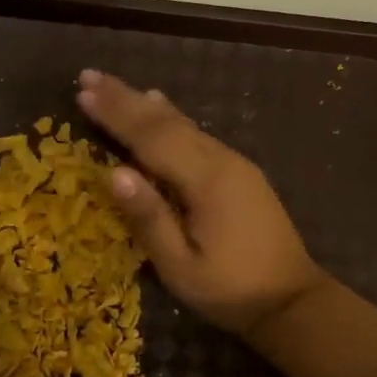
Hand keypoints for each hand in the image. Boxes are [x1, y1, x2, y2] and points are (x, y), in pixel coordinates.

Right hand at [75, 70, 326, 339]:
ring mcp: (234, 164)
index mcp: (206, 182)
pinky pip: (196, 134)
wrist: (293, 301)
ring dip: (143, 103)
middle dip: (124, 98)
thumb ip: (149, 218)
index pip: (151, 138)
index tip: (82, 92)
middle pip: (166, 122)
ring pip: (182, 123)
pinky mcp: (239, 172)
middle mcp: (221, 161)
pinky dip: (169, 117)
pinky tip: (159, 105)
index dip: (115, 114)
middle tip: (88, 75)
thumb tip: (114, 173)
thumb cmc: (230, 290)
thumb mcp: (180, 266)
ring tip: (112, 86)